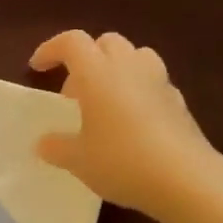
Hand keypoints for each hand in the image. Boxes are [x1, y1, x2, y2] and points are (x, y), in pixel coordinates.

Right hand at [29, 30, 222, 218]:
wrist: (185, 179)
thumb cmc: (121, 161)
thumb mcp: (78, 160)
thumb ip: (57, 147)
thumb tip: (44, 143)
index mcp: (97, 73)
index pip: (72, 42)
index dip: (51, 49)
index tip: (37, 68)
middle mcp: (129, 67)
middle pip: (106, 42)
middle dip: (87, 58)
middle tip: (74, 93)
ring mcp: (159, 82)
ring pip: (135, 56)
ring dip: (116, 68)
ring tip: (105, 101)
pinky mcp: (179, 102)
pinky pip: (153, 82)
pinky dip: (138, 91)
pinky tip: (132, 121)